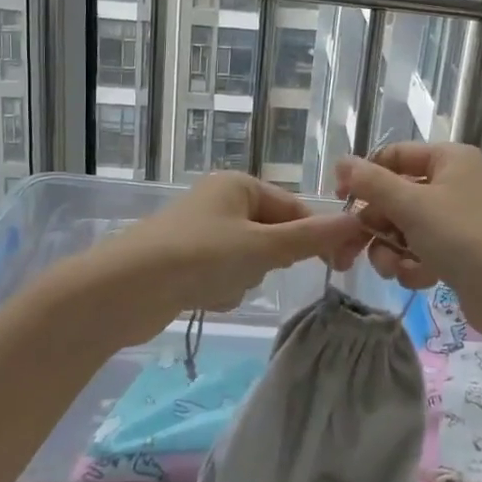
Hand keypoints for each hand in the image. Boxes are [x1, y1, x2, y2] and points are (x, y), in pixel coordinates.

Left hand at [94, 173, 368, 335]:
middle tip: (252, 271)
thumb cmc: (200, 256)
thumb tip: (358, 222)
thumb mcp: (263, 247)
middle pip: (271, 235)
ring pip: (249, 260)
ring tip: (218, 285)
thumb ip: (312, 238)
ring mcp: (200, 231)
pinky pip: (223, 275)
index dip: (316, 235)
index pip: (294, 208)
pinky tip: (202, 296)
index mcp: (238, 184)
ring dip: (243, 278)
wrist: (123, 289)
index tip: (338, 265)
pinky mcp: (184, 261)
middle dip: (267, 261)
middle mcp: (219, 201)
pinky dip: (220, 289)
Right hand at [336, 145, 481, 336]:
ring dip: (392, 249)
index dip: (365, 176)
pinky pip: (422, 249)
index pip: (395, 156)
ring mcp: (459, 218)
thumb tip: (341, 162)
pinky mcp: (461, 251)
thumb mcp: (412, 205)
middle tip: (355, 248)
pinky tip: (419, 279)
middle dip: (378, 224)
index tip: (340, 201)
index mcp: (450, 159)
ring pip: (405, 227)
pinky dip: (414, 264)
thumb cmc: (463, 239)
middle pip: (397, 195)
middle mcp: (456, 182)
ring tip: (395, 269)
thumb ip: (372, 183)